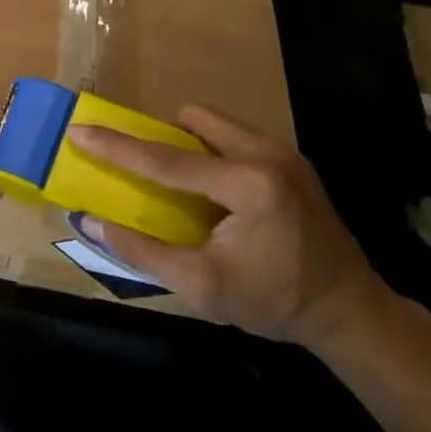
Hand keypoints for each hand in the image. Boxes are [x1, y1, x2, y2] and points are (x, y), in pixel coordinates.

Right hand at [72, 105, 390, 352]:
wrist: (350, 312)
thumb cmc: (275, 303)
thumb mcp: (203, 288)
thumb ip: (144, 252)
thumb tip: (92, 222)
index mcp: (248, 187)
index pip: (168, 161)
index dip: (118, 147)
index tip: (80, 131)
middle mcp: (267, 155)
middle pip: (194, 119)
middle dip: (163, 137)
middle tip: (148, 170)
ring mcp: (284, 153)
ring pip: (216, 123)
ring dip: (189, 143)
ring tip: (184, 184)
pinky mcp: (292, 159)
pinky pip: (235, 136)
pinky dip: (213, 152)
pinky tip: (216, 192)